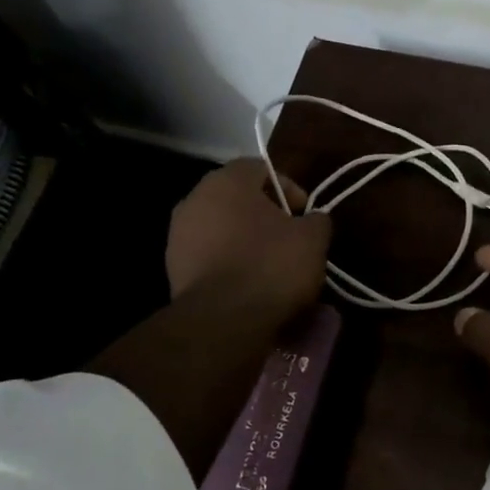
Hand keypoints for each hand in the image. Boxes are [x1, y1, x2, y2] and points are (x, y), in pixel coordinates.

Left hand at [166, 159, 330, 322]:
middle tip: (291, 237)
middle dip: (266, 215)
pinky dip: (230, 263)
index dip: (289, 187)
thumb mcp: (312, 239)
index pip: (260, 168)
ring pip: (222, 229)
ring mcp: (178, 235)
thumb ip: (316, 220)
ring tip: (272, 265)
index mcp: (227, 182)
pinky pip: (210, 256)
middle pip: (238, 199)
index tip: (305, 213)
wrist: (224, 321)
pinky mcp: (173, 269)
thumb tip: (312, 219)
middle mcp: (195, 199)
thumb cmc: (272, 266)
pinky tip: (251, 284)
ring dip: (246, 240)